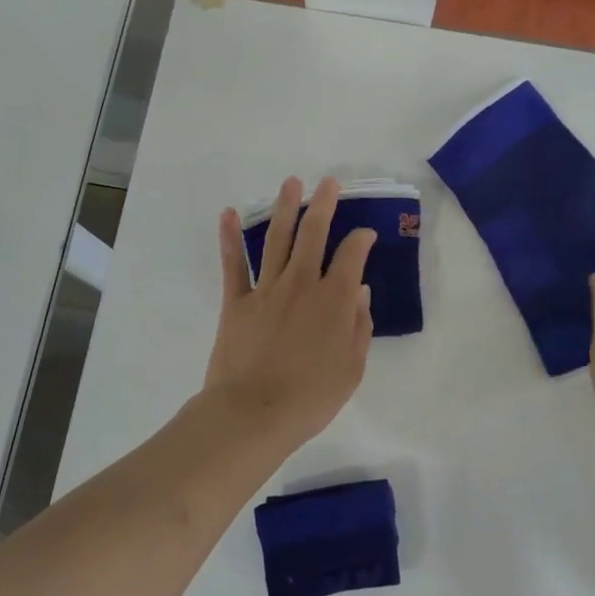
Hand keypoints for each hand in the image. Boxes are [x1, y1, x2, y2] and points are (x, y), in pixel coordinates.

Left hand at [201, 176, 375, 447]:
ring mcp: (266, 289)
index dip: (362, 239)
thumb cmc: (310, 397)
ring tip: (291, 182)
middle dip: (324, 204)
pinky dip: (229, 237)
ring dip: (285, 208)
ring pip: (277, 239)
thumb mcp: (352, 369)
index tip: (366, 233)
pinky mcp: (237, 301)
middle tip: (329, 182)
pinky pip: (234, 264)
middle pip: (314, 234)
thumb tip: (361, 292)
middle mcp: (302, 284)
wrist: (253, 413)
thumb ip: (359, 326)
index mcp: (334, 300)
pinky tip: (228, 213)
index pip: (352, 256)